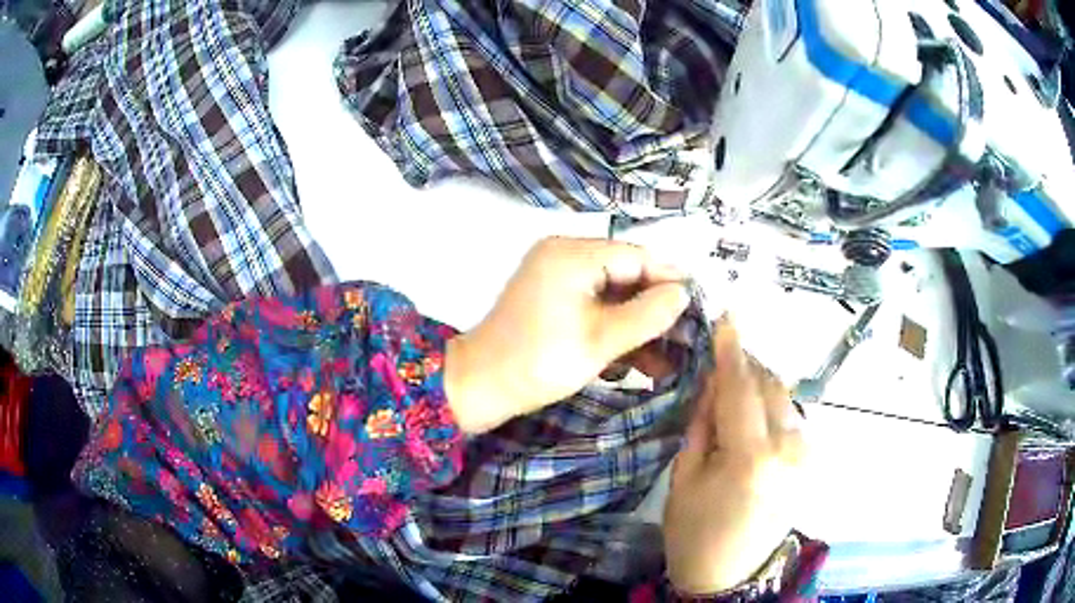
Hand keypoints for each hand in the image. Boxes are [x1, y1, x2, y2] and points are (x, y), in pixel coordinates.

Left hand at [444, 237, 688, 433]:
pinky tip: (635, 359)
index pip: (637, 256)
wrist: (479, 386)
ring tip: (667, 356)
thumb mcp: (601, 341)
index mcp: (573, 254)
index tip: (701, 304)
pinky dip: (613, 328)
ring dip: (637, 324)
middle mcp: (563, 254)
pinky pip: (593, 305)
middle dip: (655, 307)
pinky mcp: (550, 298)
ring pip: (612, 293)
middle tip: (686, 335)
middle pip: (625, 273)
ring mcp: (555, 276)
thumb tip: (683, 293)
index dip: (670, 279)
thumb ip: (647, 314)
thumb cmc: (539, 362)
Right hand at [663, 318, 806, 594]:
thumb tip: (712, 382)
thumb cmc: (694, 532)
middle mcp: (789, 449)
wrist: (730, 575)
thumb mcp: (685, 477)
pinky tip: (753, 415)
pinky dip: (772, 405)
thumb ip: (703, 423)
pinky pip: (792, 417)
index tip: (726, 316)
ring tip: (733, 388)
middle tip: (720, 358)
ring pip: (785, 398)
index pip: (742, 388)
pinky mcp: (811, 461)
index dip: (732, 350)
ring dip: (760, 385)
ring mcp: (807, 455)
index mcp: (752, 458)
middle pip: (771, 385)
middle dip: (746, 365)